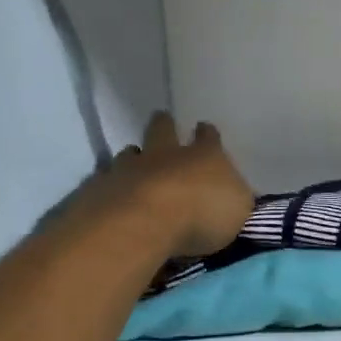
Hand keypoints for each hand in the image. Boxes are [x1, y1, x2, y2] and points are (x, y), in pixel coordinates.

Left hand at [71, 112, 253, 260]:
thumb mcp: (238, 209)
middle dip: (164, 124)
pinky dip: (110, 183)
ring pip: (131, 152)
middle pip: (163, 130)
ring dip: (134, 155)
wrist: (145, 222)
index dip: (207, 133)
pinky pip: (106, 179)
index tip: (203, 128)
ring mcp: (130, 168)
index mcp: (205, 156)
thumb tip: (233, 192)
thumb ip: (235, 197)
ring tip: (134, 158)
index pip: (209, 137)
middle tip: (162, 118)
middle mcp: (166, 154)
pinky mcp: (102, 187)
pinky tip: (111, 191)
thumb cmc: (202, 214)